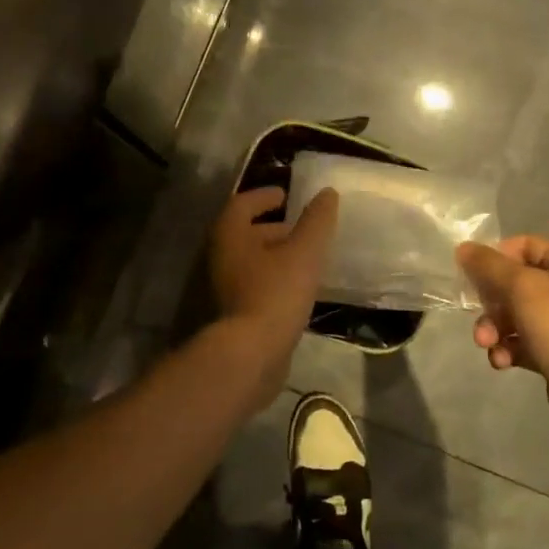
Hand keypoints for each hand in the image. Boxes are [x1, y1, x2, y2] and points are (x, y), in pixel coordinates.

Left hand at [209, 185, 338, 358]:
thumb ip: (316, 221)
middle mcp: (220, 256)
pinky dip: (274, 279)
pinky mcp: (233, 314)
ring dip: (275, 255)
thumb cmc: (275, 293)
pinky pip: (255, 285)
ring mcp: (223, 288)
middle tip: (302, 229)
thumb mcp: (304, 252)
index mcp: (230, 234)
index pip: (242, 203)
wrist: (249, 355)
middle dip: (273, 228)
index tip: (286, 196)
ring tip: (307, 259)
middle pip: (245, 233)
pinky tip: (298, 289)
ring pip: (251, 261)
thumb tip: (327, 192)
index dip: (264, 196)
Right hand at [456, 236, 548, 446]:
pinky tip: (502, 362)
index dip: (495, 257)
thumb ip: (489, 265)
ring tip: (486, 344)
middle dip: (492, 302)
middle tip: (478, 317)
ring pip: (517, 315)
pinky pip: (525, 343)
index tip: (472, 275)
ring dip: (495, 328)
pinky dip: (509, 349)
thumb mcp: (522, 288)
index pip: (524, 245)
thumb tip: (463, 248)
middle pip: (516, 283)